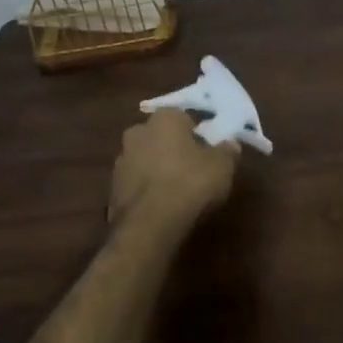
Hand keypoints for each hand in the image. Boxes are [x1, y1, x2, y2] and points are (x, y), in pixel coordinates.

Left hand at [110, 109, 239, 236]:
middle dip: (174, 149)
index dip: (198, 134)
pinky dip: (148, 190)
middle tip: (193, 169)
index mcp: (164, 118)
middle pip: (161, 137)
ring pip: (146, 159)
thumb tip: (230, 144)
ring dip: (158, 169)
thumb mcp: (222, 166)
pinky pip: (137, 183)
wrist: (150, 225)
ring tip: (178, 192)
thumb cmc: (190, 183)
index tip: (208, 151)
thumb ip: (227, 151)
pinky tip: (162, 206)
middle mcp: (138, 131)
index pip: (184, 118)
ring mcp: (121, 160)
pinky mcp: (112, 188)